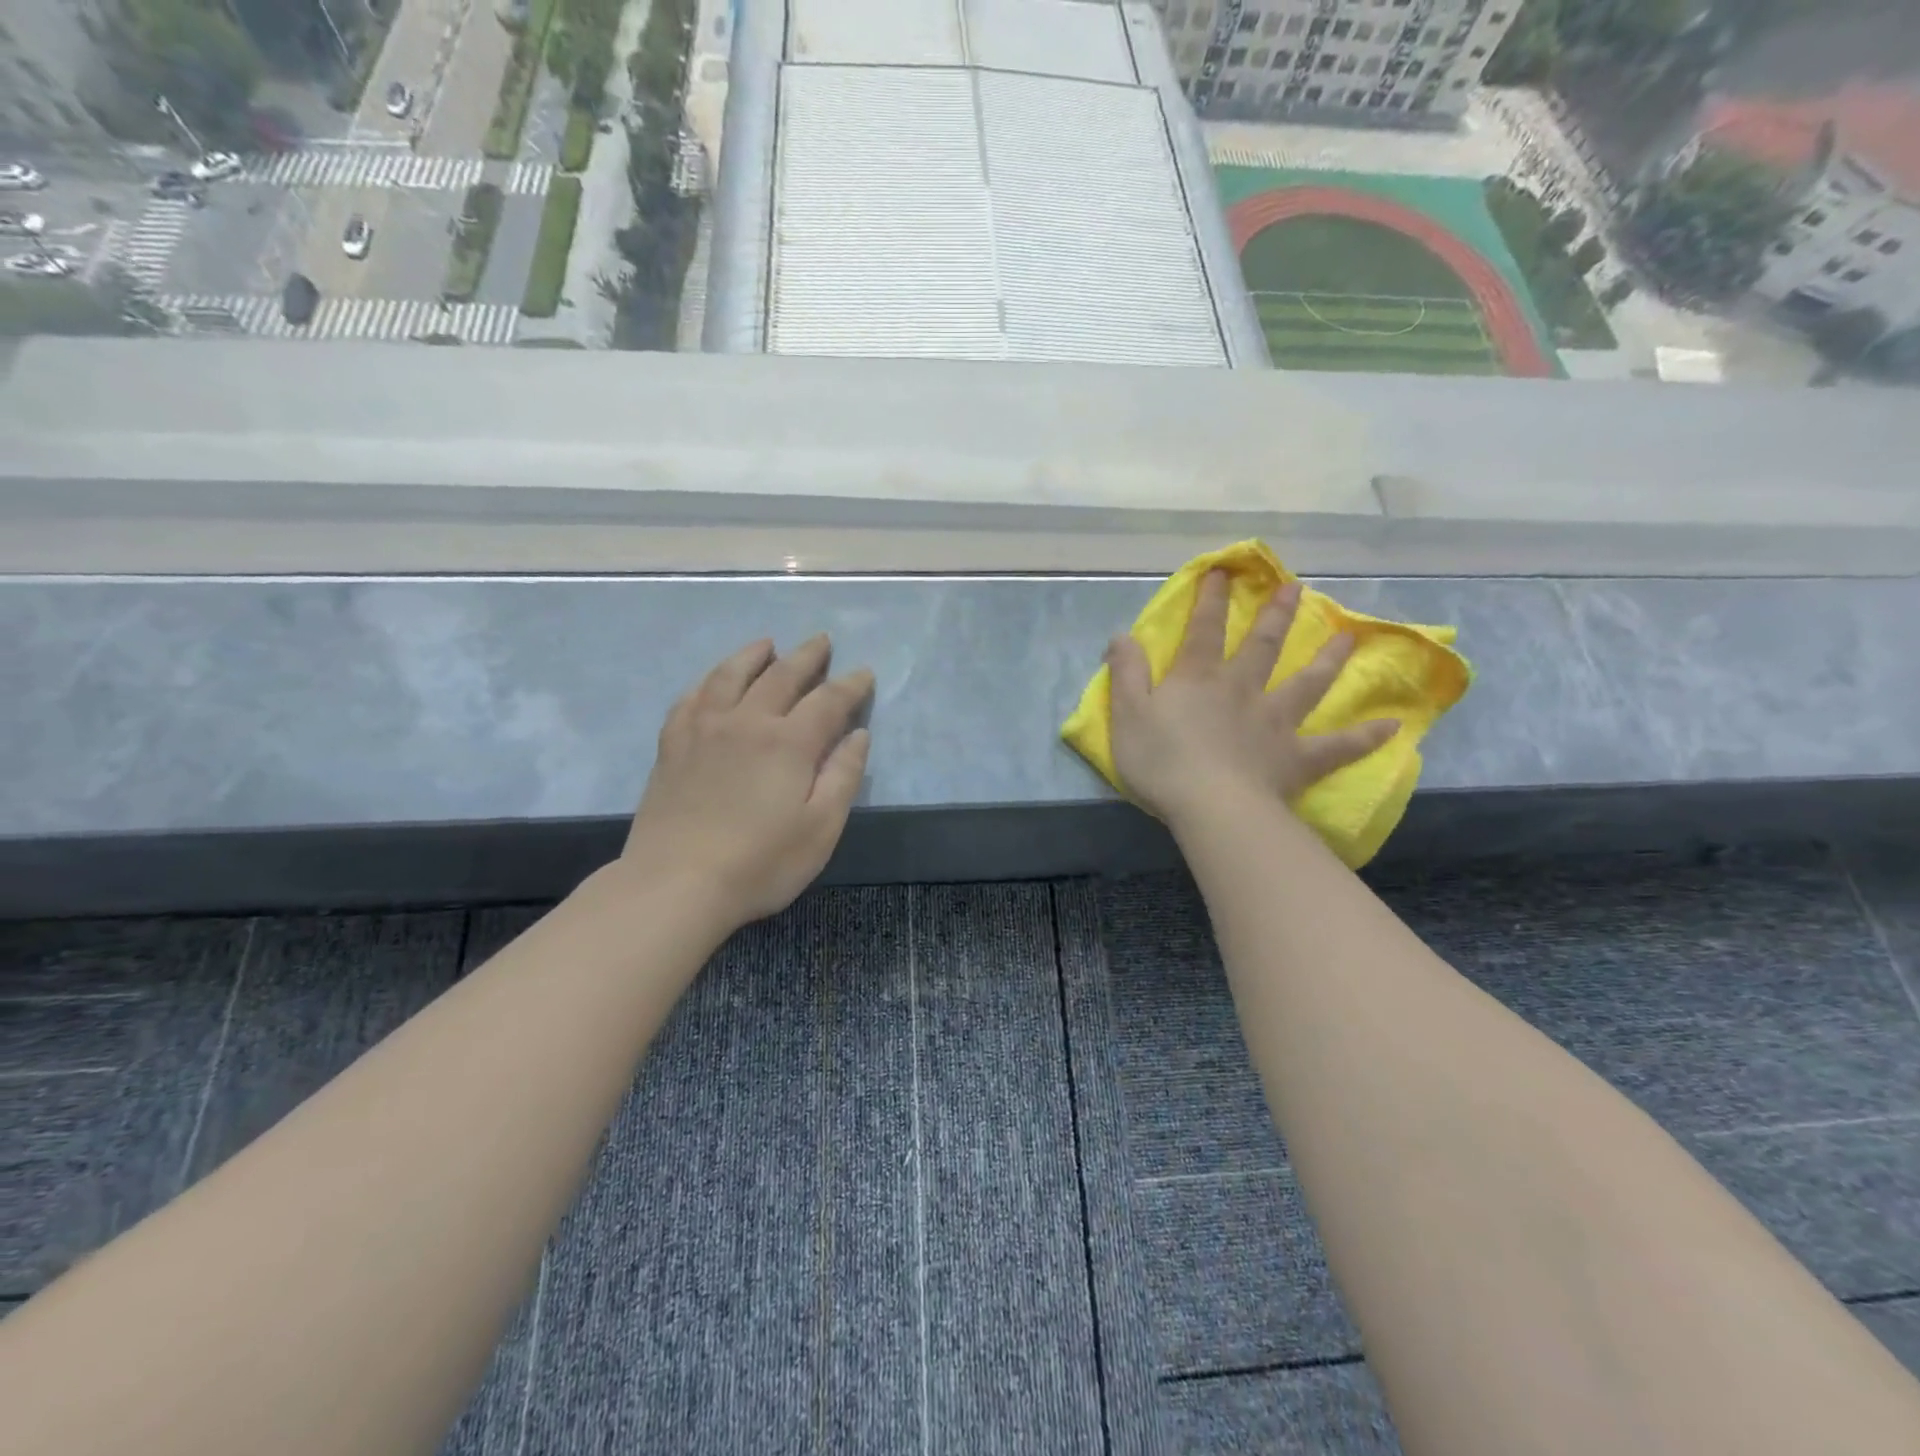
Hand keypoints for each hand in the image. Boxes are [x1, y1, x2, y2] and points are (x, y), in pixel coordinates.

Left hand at [619, 635, 873, 929]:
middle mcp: (747, 722)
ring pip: (730, 675)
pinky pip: (691, 698)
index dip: (850, 685)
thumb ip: (843, 777)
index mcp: (789, 742)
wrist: (675, 884)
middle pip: (781, 675)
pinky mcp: (672, 745)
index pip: (828, 700)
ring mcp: (704, 729)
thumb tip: (857, 735)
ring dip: (753, 655)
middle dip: (806, 656)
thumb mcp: (821, 828)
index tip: (864, 673)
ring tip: (766, 644)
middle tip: (821, 641)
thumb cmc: (760, 863)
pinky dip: (708, 681)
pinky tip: (712, 682)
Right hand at [1106, 571, 1397, 831]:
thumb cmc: (1162, 761)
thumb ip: (1127, 672)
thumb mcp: (1127, 714)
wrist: (1211, 806)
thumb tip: (1122, 635)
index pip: (1204, 630)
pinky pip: (1337, 746)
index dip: (1210, 600)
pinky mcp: (1297, 757)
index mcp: (1199, 679)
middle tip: (1297, 588)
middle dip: (1276, 615)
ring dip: (1328, 660)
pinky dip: (1364, 737)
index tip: (1223, 572)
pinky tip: (1392, 726)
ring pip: (1307, 684)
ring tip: (1348, 639)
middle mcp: (1242, 690)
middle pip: (1263, 646)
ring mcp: (1275, 722)